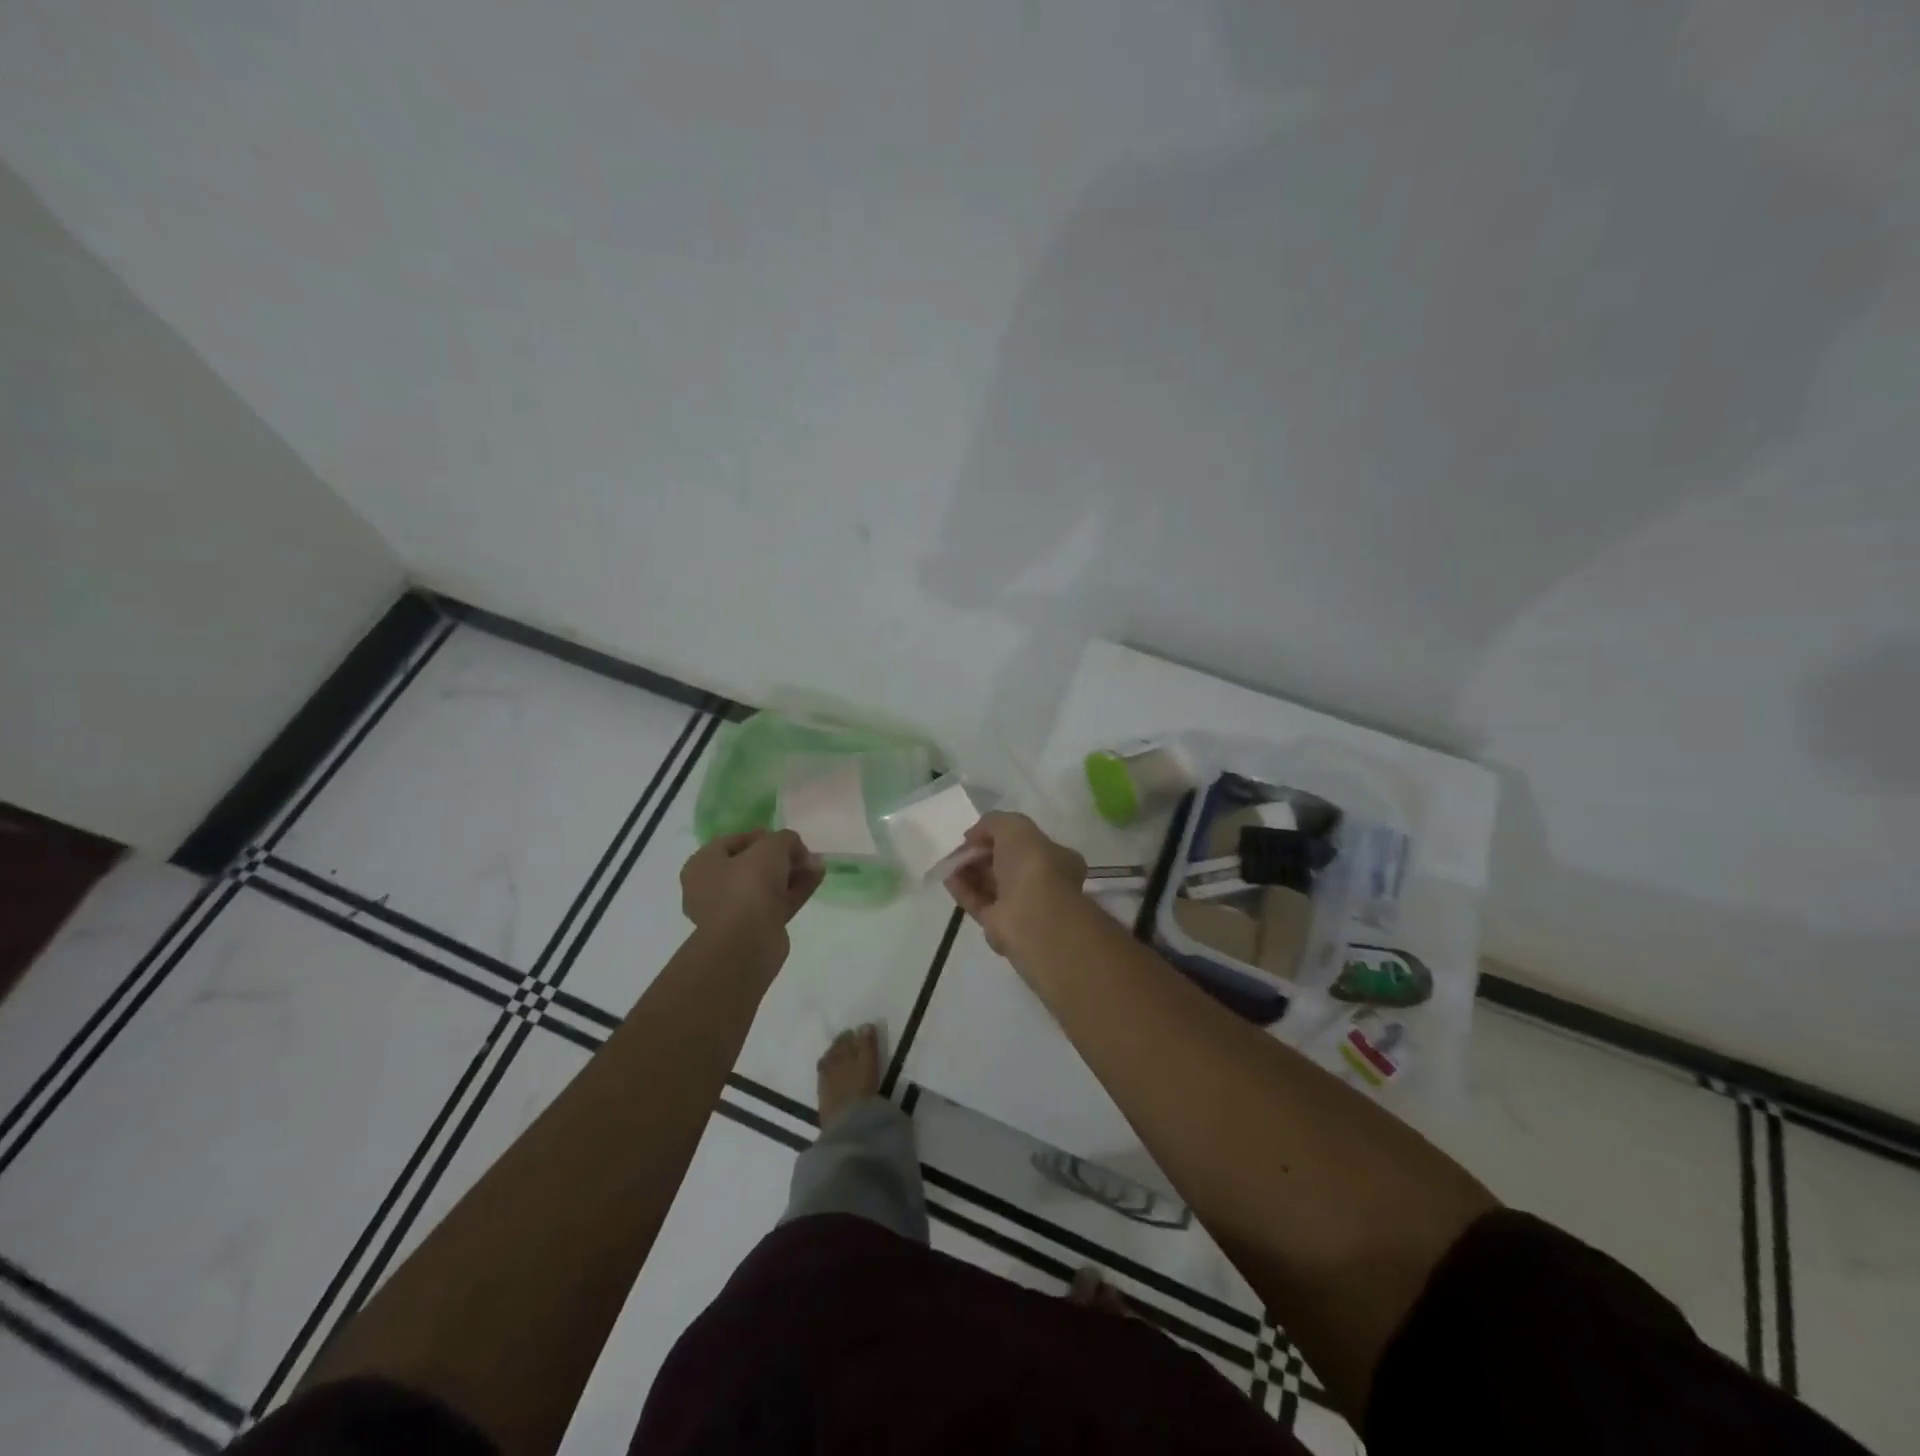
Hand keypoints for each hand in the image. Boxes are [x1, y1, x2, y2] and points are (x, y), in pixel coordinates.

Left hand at [680, 830, 823, 955]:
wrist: (747, 941)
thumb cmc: (747, 885)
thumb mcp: (770, 847)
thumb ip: (785, 839)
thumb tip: (795, 848)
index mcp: (702, 865)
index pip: (732, 842)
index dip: (761, 836)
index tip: (785, 838)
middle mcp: (712, 888)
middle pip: (752, 865)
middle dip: (782, 857)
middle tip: (804, 853)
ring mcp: (733, 911)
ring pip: (767, 885)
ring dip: (792, 873)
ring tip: (818, 864)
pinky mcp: (754, 928)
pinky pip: (777, 903)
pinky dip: (796, 890)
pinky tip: (817, 877)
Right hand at [943, 812, 1086, 955]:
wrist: (1033, 920)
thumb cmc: (1032, 867)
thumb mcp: (1015, 827)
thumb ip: (994, 823)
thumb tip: (974, 835)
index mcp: (1054, 857)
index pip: (1023, 842)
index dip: (997, 835)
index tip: (975, 834)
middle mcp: (1040, 881)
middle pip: (1004, 863)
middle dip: (981, 853)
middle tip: (960, 849)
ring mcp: (1020, 904)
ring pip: (990, 883)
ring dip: (969, 870)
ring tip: (949, 862)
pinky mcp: (1000, 924)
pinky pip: (978, 902)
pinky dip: (963, 889)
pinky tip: (948, 878)